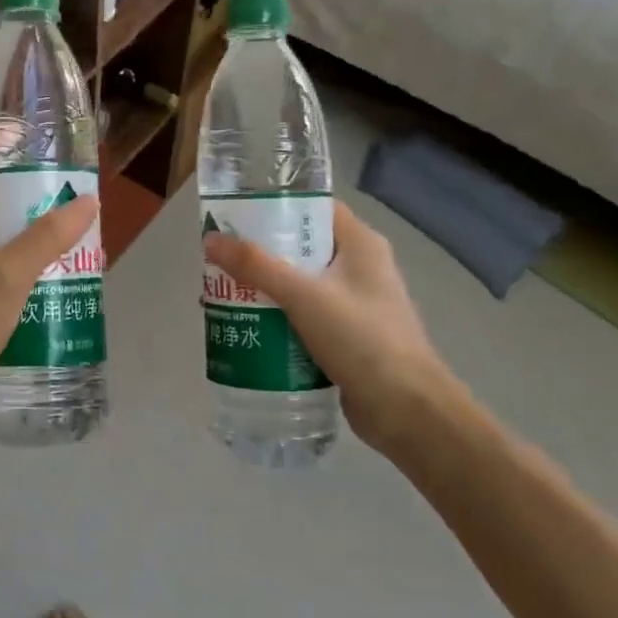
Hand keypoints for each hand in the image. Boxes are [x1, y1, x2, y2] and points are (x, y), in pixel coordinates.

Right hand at [204, 201, 462, 455]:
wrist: (407, 412)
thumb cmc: (361, 339)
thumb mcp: (303, 296)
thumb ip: (256, 266)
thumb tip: (210, 239)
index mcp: (361, 244)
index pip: (315, 208)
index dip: (277, 205)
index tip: (237, 213)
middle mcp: (361, 268)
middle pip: (303, 247)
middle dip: (261, 253)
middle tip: (222, 258)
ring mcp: (357, 304)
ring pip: (302, 284)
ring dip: (266, 288)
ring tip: (226, 292)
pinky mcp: (349, 337)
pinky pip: (306, 316)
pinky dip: (279, 318)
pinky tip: (248, 326)